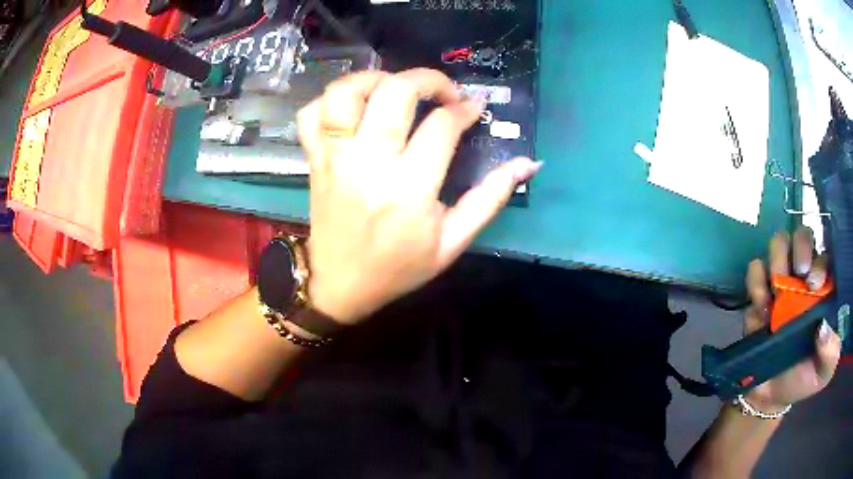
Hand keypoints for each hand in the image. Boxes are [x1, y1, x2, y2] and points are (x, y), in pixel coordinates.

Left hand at [296, 69, 540, 323]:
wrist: (340, 285)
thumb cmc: (399, 268)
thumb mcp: (452, 243)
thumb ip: (490, 199)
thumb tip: (527, 163)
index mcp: (408, 190)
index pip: (441, 126)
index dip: (464, 109)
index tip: (473, 110)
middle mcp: (367, 164)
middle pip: (394, 92)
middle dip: (428, 79)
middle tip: (443, 92)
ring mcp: (334, 158)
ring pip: (344, 93)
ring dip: (375, 79)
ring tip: (395, 90)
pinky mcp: (314, 159)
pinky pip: (310, 114)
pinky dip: (330, 100)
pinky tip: (354, 109)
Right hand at [743, 227, 841, 410]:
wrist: (769, 397)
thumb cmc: (803, 379)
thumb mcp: (823, 372)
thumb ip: (830, 352)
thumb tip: (824, 327)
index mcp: (825, 290)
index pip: (826, 256)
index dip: (821, 261)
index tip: (814, 284)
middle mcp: (805, 278)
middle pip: (803, 236)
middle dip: (800, 246)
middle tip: (798, 272)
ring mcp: (782, 283)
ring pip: (779, 243)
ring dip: (777, 259)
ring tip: (776, 291)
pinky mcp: (759, 293)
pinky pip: (755, 269)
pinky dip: (756, 280)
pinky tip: (761, 305)